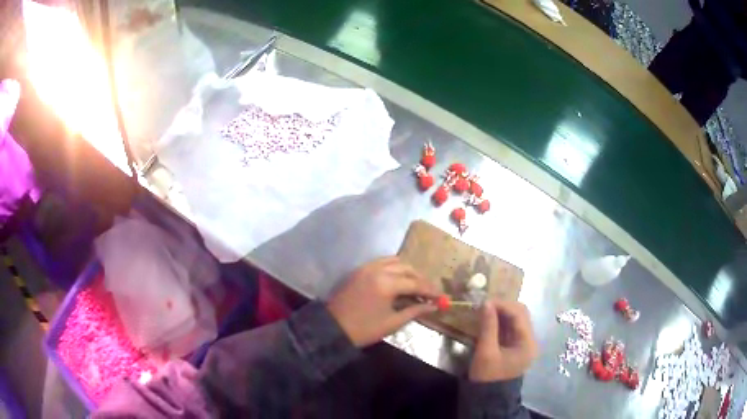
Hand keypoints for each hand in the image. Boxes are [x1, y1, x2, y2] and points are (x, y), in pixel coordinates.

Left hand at [327, 257, 438, 347]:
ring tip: (415, 285)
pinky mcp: (360, 270)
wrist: (332, 328)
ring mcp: (367, 267)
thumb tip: (434, 306)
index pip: (416, 283)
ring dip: (408, 271)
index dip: (431, 290)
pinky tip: (399, 280)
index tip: (442, 297)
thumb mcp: (392, 323)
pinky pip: (382, 262)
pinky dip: (394, 268)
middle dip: (421, 279)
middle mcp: (378, 269)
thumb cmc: (364, 329)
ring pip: (395, 261)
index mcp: (386, 284)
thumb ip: (415, 311)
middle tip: (429, 293)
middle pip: (407, 268)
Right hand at [469, 299, 537, 381]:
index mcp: (527, 343)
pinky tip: (489, 321)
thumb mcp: (486, 352)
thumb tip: (486, 303)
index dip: (503, 305)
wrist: (488, 399)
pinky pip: (511, 328)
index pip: (519, 314)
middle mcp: (530, 340)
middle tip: (484, 306)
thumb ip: (488, 327)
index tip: (485, 302)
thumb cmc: (488, 377)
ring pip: (516, 320)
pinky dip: (500, 322)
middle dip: (503, 307)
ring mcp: (524, 344)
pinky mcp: (516, 347)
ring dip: (501, 314)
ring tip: (485, 311)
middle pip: (521, 315)